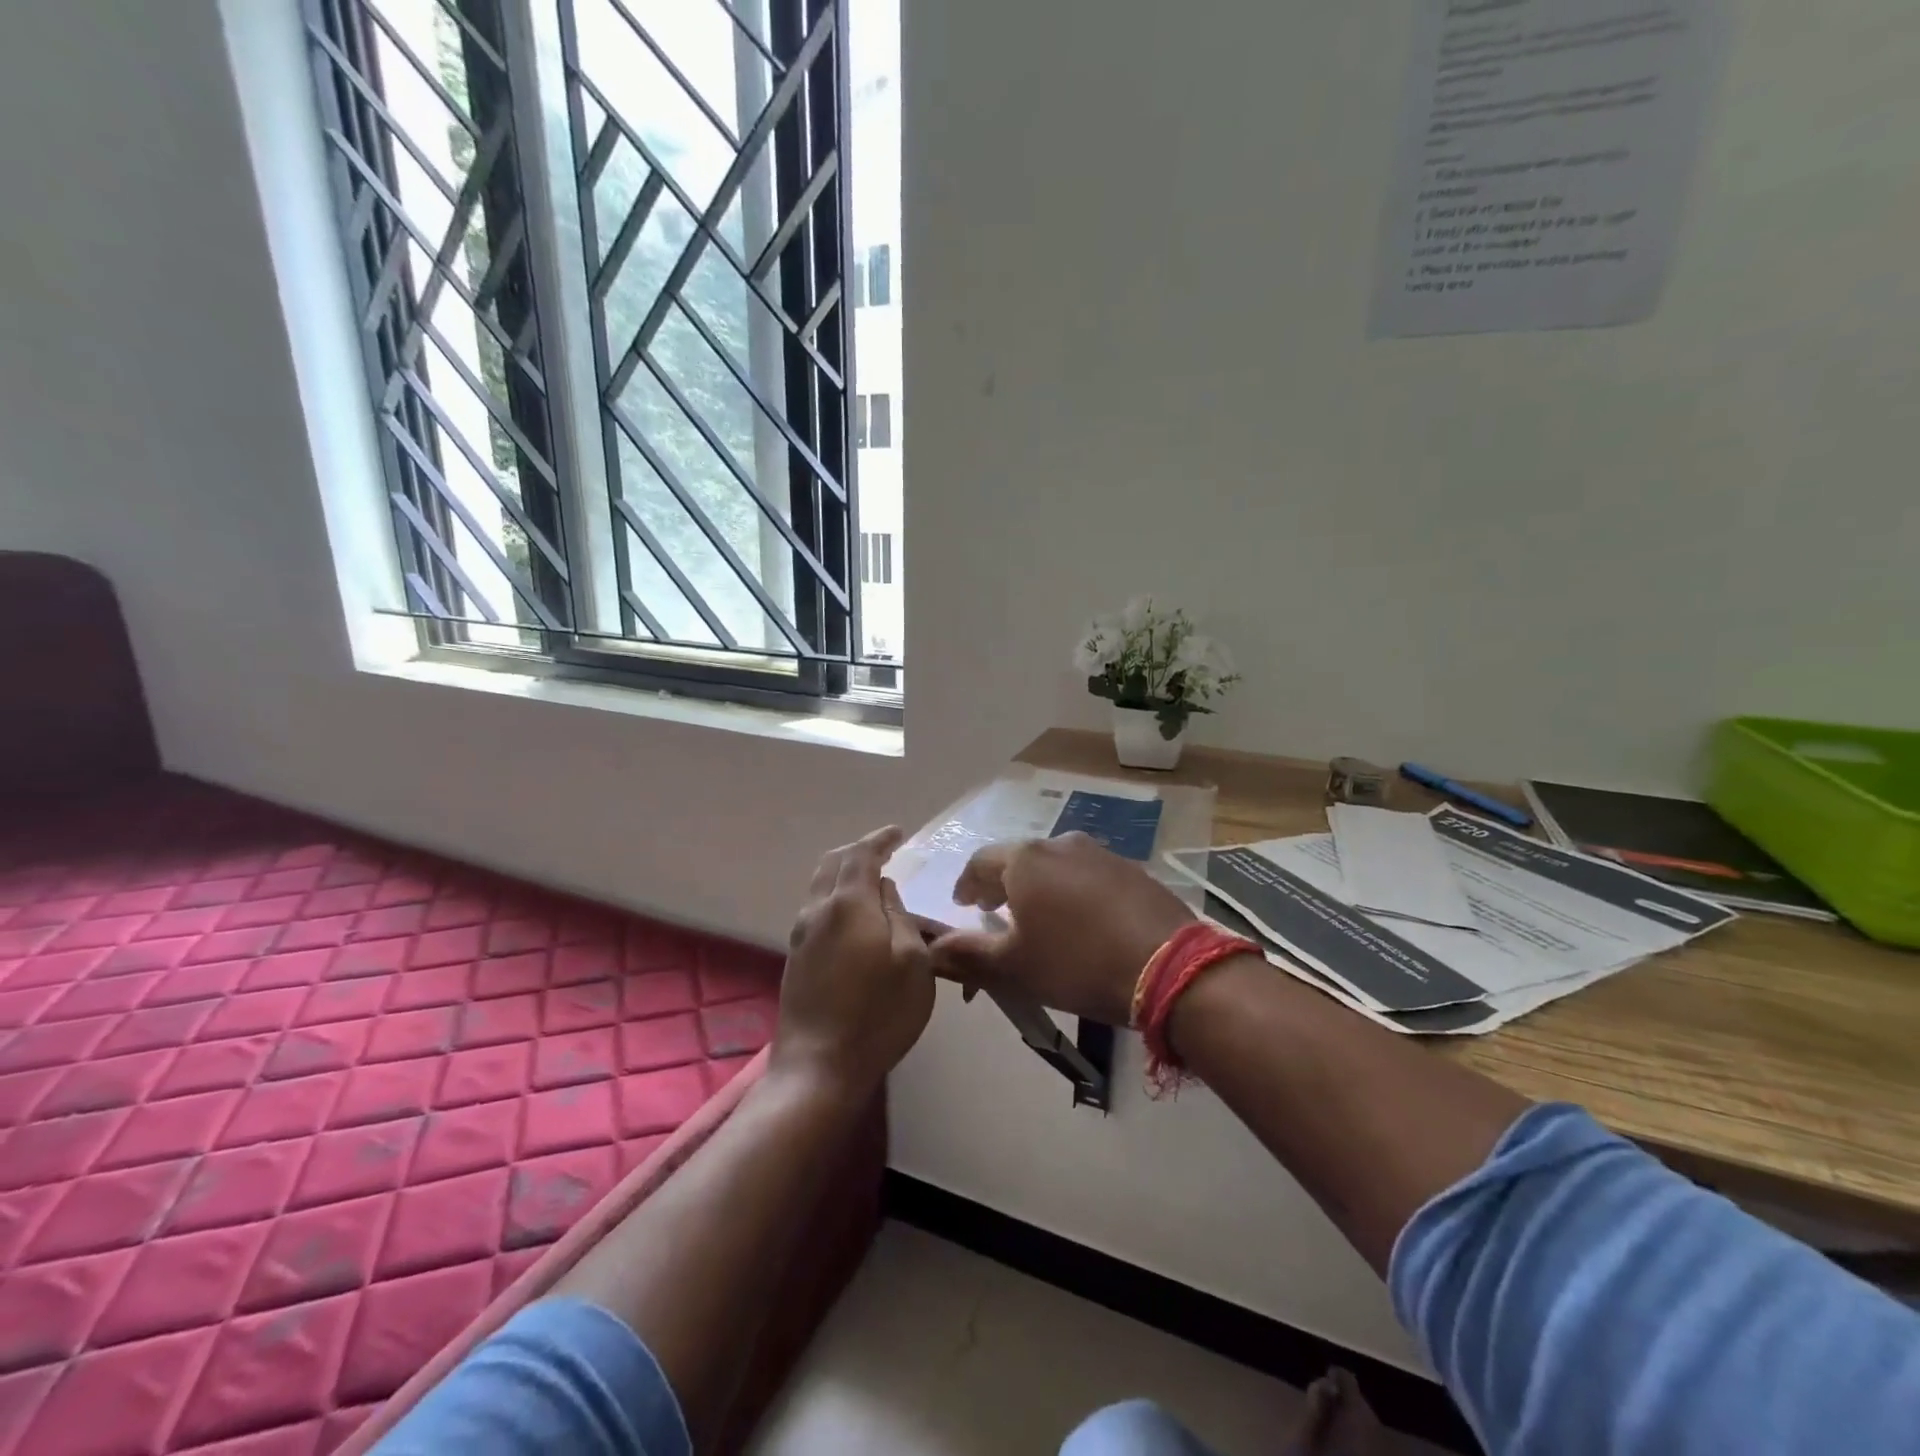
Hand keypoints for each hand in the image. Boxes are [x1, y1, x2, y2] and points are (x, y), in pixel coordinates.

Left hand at [772, 826, 934, 1095]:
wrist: (818, 1066)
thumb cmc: (878, 1014)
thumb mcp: (913, 962)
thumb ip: (900, 915)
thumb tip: (885, 888)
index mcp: (848, 904)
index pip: (861, 855)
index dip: (880, 839)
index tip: (898, 833)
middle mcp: (817, 910)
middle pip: (833, 863)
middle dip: (858, 851)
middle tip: (884, 852)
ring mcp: (800, 934)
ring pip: (820, 885)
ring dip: (844, 873)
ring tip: (871, 881)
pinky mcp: (794, 957)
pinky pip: (816, 908)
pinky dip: (836, 896)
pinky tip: (853, 915)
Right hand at [928, 833, 1195, 1025]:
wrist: (1169, 966)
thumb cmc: (1077, 963)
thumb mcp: (1015, 967)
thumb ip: (969, 954)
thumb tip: (933, 949)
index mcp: (1024, 861)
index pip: (980, 863)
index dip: (965, 884)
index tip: (961, 905)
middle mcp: (1059, 844)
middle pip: (1018, 860)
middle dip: (1001, 885)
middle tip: (993, 911)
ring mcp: (1099, 852)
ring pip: (1054, 865)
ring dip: (1038, 886)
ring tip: (1037, 917)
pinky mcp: (1131, 868)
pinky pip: (1086, 874)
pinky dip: (1071, 890)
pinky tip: (1079, 918)